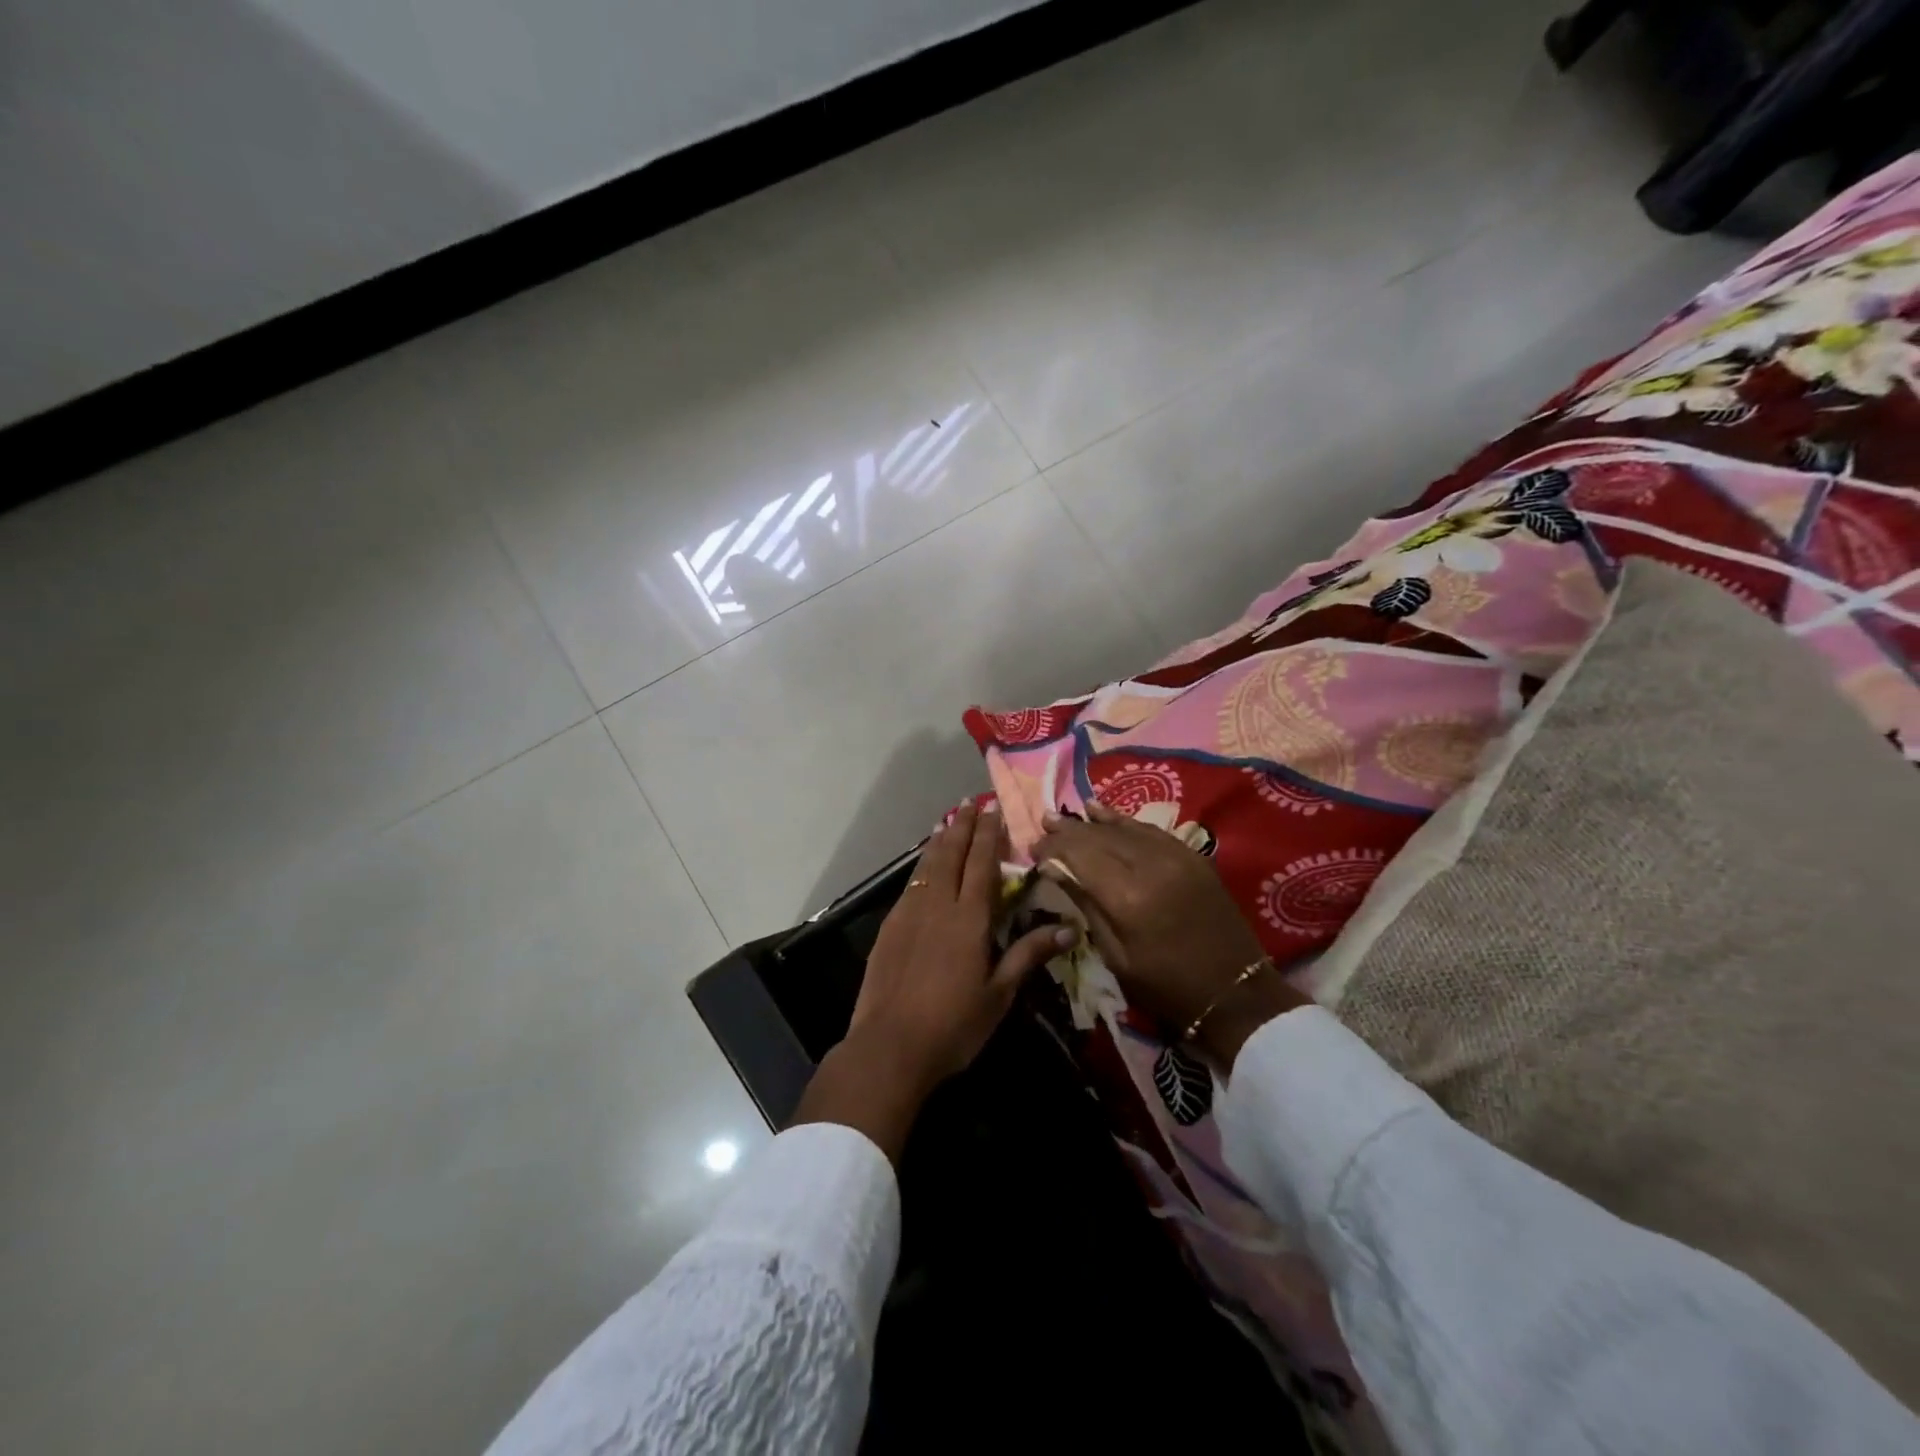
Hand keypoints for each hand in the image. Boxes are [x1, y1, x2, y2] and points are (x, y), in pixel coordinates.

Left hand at [793, 802, 1072, 1160]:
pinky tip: (923, 868)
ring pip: (926, 866)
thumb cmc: (954, 1025)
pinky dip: (920, 867)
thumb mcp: (999, 994)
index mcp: (969, 919)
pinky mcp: (889, 928)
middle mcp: (938, 906)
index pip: (981, 864)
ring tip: (947, 822)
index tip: (992, 809)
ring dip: (939, 842)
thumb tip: (1069, 929)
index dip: (988, 835)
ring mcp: (909, 914)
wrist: (890, 1046)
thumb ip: (1028, 954)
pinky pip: (910, 885)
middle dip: (962, 827)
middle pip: (951, 855)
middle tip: (969, 803)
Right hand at [1033, 801, 1308, 1068]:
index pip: (1079, 855)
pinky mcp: (1192, 856)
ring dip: (1091, 821)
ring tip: (1064, 815)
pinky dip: (1123, 820)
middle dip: (1067, 831)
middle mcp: (1150, 865)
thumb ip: (1086, 906)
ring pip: (1123, 828)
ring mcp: (1175, 856)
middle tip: (1043, 826)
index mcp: (1127, 896)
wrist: (1234, 992)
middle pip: (1098, 837)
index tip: (1033, 849)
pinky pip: (1149, 830)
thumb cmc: (1166, 987)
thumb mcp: (1116, 956)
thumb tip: (1054, 869)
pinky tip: (1102, 812)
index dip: (1053, 848)